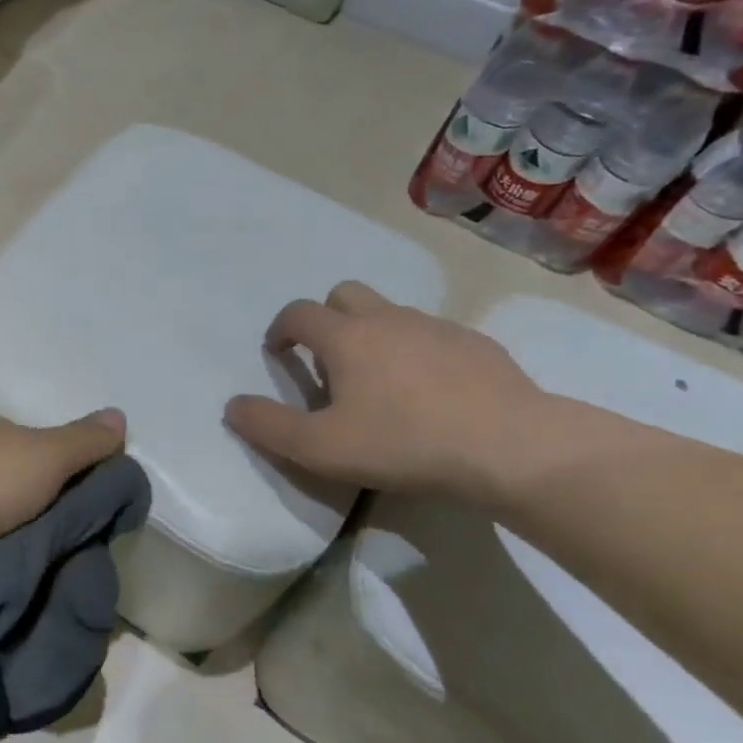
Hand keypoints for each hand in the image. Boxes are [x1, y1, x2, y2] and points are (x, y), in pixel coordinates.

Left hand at [0, 409, 126, 594]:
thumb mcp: (47, 454)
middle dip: (39, 521)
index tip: (90, 510)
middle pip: (13, 496)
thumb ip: (83, 442)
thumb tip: (120, 416)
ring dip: (12, 552)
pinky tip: (12, 595)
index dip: (62, 477)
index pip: (35, 454)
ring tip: (51, 586)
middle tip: (78, 557)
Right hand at [224, 282, 548, 502]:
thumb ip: (268, 426)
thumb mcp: (320, 448)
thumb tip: (232, 405)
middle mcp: (387, 319)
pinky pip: (432, 334)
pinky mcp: (477, 344)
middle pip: (344, 295)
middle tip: (327, 361)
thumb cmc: (403, 442)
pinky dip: (417, 350)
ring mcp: (436, 327)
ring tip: (378, 381)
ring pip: (391, 312)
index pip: (298, 313)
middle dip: (326, 318)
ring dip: (372, 333)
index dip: (280, 330)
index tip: (278, 354)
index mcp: (345, 337)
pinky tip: (430, 392)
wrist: (510, 446)